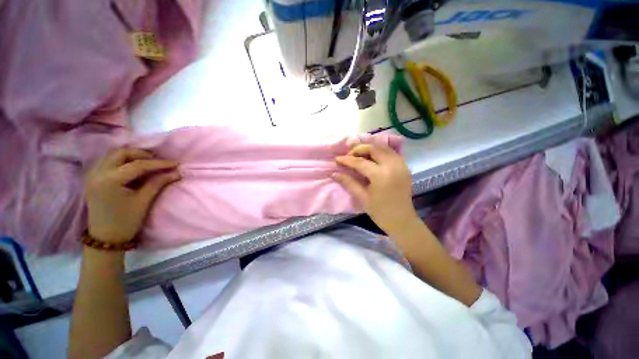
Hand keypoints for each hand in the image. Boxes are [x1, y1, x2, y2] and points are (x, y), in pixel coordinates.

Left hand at [85, 148, 180, 243]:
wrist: (105, 237)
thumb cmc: (126, 221)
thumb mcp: (144, 201)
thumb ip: (158, 183)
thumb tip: (176, 172)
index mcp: (110, 181)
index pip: (137, 165)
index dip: (158, 163)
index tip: (175, 163)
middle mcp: (98, 173)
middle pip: (121, 153)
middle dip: (141, 154)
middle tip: (157, 161)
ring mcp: (92, 175)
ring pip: (112, 155)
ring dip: (130, 155)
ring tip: (146, 162)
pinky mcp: (93, 178)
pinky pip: (107, 161)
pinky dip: (121, 160)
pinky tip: (132, 167)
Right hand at [333, 144, 419, 235]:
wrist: (402, 221)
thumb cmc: (380, 212)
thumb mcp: (362, 198)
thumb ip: (348, 182)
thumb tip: (334, 173)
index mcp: (381, 175)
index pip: (360, 162)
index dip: (347, 160)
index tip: (337, 159)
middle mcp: (393, 165)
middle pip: (374, 148)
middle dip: (359, 149)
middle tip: (349, 156)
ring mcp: (401, 165)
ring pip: (383, 147)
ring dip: (370, 148)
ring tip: (359, 155)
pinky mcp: (405, 166)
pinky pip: (391, 152)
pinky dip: (380, 151)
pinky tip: (372, 157)